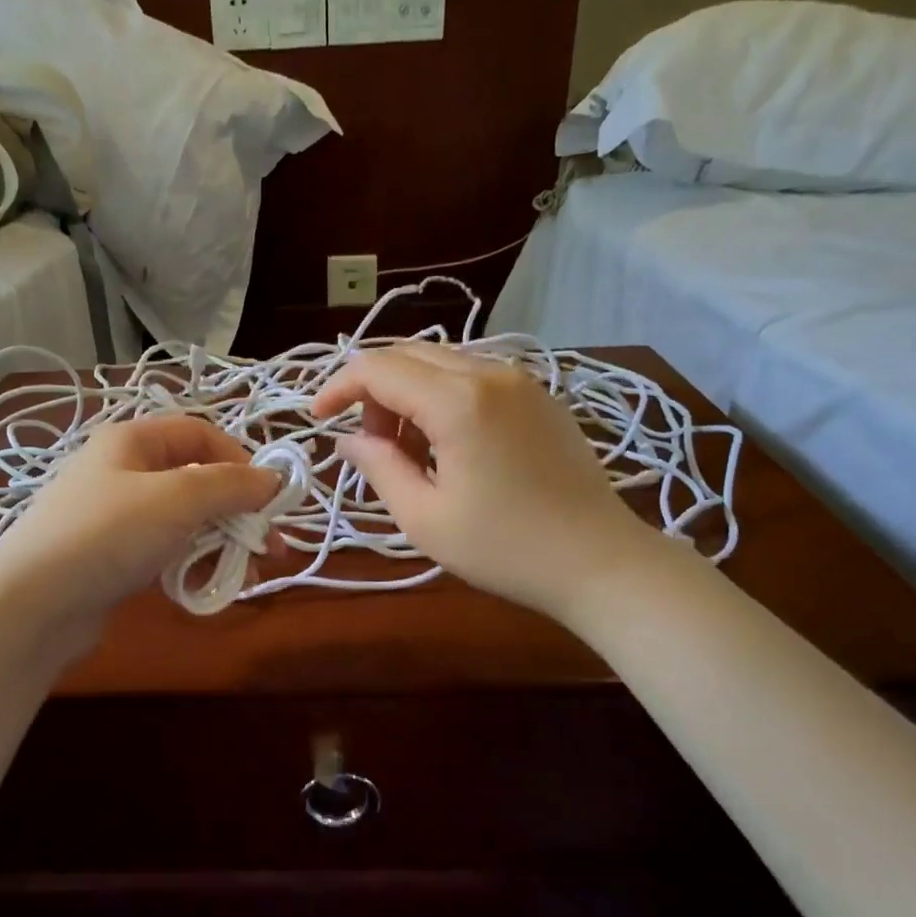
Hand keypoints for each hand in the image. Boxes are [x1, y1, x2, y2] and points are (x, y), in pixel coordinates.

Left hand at [0, 414, 281, 626]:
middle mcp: (123, 471)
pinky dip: (192, 563)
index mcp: (132, 441)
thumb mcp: (178, 498)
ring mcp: (116, 517)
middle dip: (237, 511)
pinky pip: (165, 550)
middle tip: (269, 545)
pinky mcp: (113, 557)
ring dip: (221, 542)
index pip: (200, 434)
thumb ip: (231, 486)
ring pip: (185, 520)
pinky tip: (209, 586)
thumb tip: (273, 480)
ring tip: (244, 574)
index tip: (268, 497)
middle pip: (196, 480)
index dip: (240, 459)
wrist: (32, 603)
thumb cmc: (108, 534)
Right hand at [312, 342, 654, 618]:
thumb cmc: (505, 549)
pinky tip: (446, 443)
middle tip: (367, 443)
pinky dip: (442, 397)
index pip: (379, 369)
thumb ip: (378, 467)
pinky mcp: (539, 397)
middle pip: (409, 355)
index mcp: (458, 401)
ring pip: (442, 362)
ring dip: (408, 393)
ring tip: (406, 449)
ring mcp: (521, 380)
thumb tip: (348, 439)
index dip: (339, 387)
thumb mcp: (425, 518)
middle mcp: (490, 373)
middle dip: (373, 390)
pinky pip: (474, 376)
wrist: (599, 561)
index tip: (316, 418)